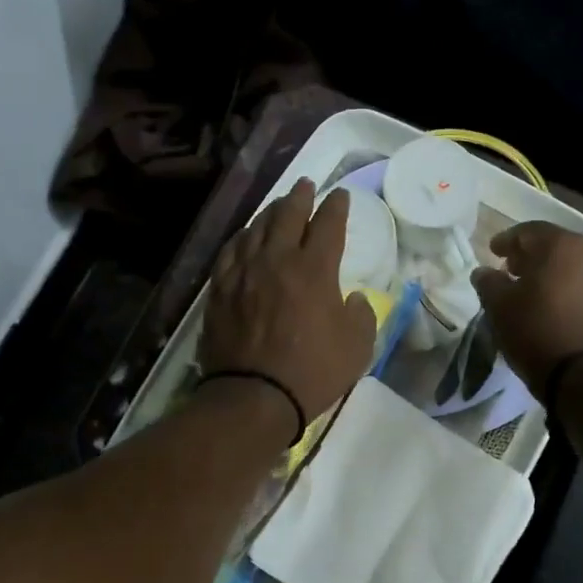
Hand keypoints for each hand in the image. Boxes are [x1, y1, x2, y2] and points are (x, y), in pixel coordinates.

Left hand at [200, 179, 377, 435]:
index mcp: (315, 269)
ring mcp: (244, 272)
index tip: (340, 196)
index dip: (336, 206)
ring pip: (256, 228)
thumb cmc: (314, 372)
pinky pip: (230, 251)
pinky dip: (242, 237)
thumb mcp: (358, 347)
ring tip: (278, 205)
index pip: (328, 224)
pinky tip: (245, 236)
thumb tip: (353, 298)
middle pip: (288, 215)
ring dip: (270, 211)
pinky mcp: (220, 289)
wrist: (254, 397)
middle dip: (301, 196)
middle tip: (306, 185)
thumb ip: (361, 314)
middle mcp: (277, 259)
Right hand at [470, 222, 582, 398]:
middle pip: (556, 246)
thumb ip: (489, 283)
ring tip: (536, 292)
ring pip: (576, 267)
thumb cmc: (538, 332)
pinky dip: (572, 291)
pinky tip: (559, 309)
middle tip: (513, 270)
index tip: (493, 251)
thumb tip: (483, 272)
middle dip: (532, 256)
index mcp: (560, 245)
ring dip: (554, 274)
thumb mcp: (500, 308)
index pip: (528, 231)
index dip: (507, 240)